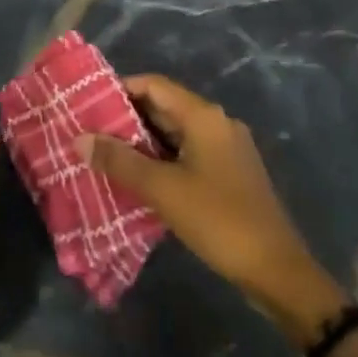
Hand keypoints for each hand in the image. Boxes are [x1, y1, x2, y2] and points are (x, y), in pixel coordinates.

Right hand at [77, 75, 347, 344]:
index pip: (154, 85)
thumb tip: (79, 138)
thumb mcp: (163, 189)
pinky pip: (187, 154)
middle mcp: (217, 123)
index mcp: (204, 116)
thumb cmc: (218, 220)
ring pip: (175, 133)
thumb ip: (119, 161)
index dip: (120, 89)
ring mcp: (226, 149)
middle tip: (90, 132)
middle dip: (126, 118)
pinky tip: (138, 179)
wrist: (278, 271)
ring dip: (142, 142)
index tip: (88, 104)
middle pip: (164, 107)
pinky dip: (161, 159)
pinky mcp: (229, 174)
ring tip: (105, 155)